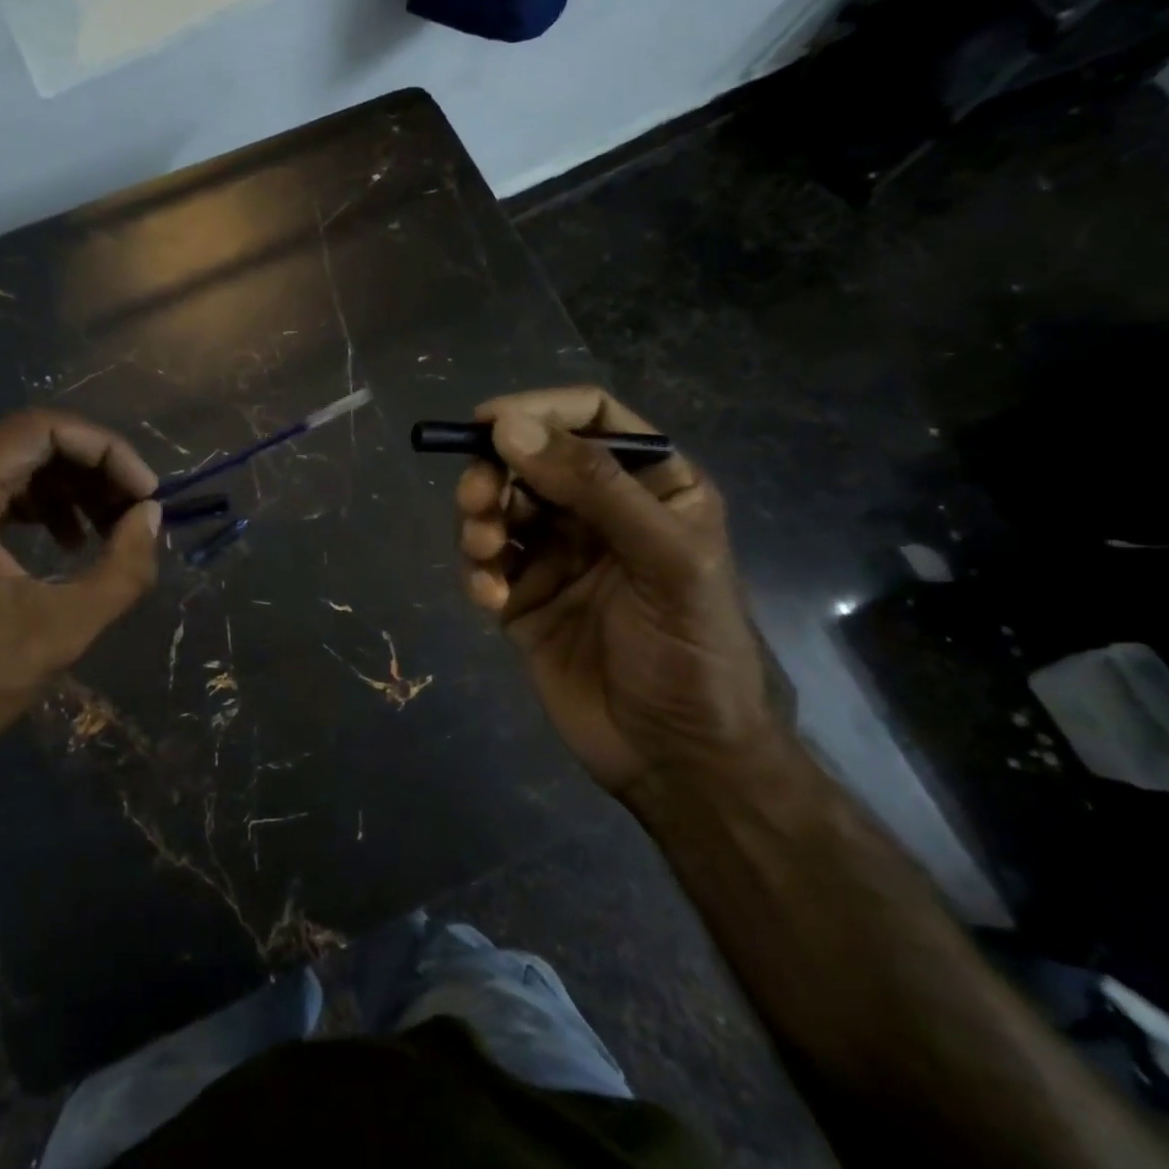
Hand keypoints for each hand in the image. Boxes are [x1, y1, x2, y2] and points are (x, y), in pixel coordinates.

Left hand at [0, 410, 161, 798]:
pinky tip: (71, 541)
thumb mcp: (64, 629)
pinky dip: (42, 504)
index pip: (40, 430)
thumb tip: (151, 515)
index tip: (144, 492)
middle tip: (134, 509)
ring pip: (15, 462)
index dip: (105, 450)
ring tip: (110, 528)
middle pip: (28, 440)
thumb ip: (123, 568)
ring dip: (71, 486)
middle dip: (93, 468)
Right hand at [456, 386, 774, 799]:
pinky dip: (478, 570)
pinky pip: (487, 561)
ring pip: (500, 506)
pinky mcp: (524, 595)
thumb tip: (508, 426)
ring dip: (479, 519)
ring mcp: (557, 553)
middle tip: (476, 500)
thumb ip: (593, 486)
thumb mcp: (664, 559)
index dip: (539, 409)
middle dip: (494, 472)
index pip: (591, 418)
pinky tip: (489, 596)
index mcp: (650, 486)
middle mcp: (600, 510)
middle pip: (529, 459)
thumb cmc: (692, 651)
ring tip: (483, 552)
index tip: (488, 423)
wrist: (676, 759)